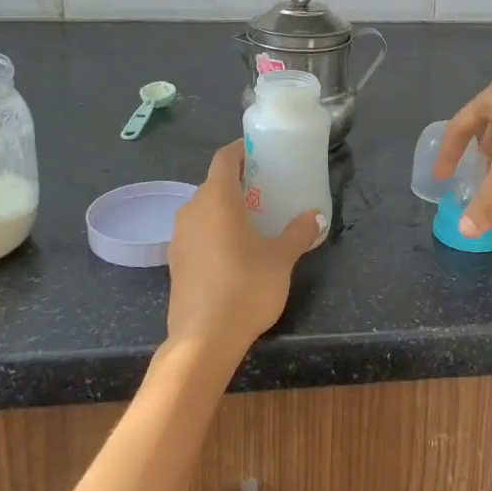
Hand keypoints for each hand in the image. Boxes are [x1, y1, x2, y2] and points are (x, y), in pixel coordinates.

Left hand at [166, 140, 323, 361]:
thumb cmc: (246, 286)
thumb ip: (299, 233)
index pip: (224, 158)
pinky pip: (198, 233)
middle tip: (268, 190)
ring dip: (226, 209)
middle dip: (240, 183)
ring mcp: (179, 237)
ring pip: (204, 210)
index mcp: (216, 198)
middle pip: (214, 184)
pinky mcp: (175, 262)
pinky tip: (235, 251)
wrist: (204, 339)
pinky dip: (215, 232)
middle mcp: (191, 210)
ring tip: (254, 221)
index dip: (242, 151)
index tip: (262, 153)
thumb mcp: (281, 258)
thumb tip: (316, 216)